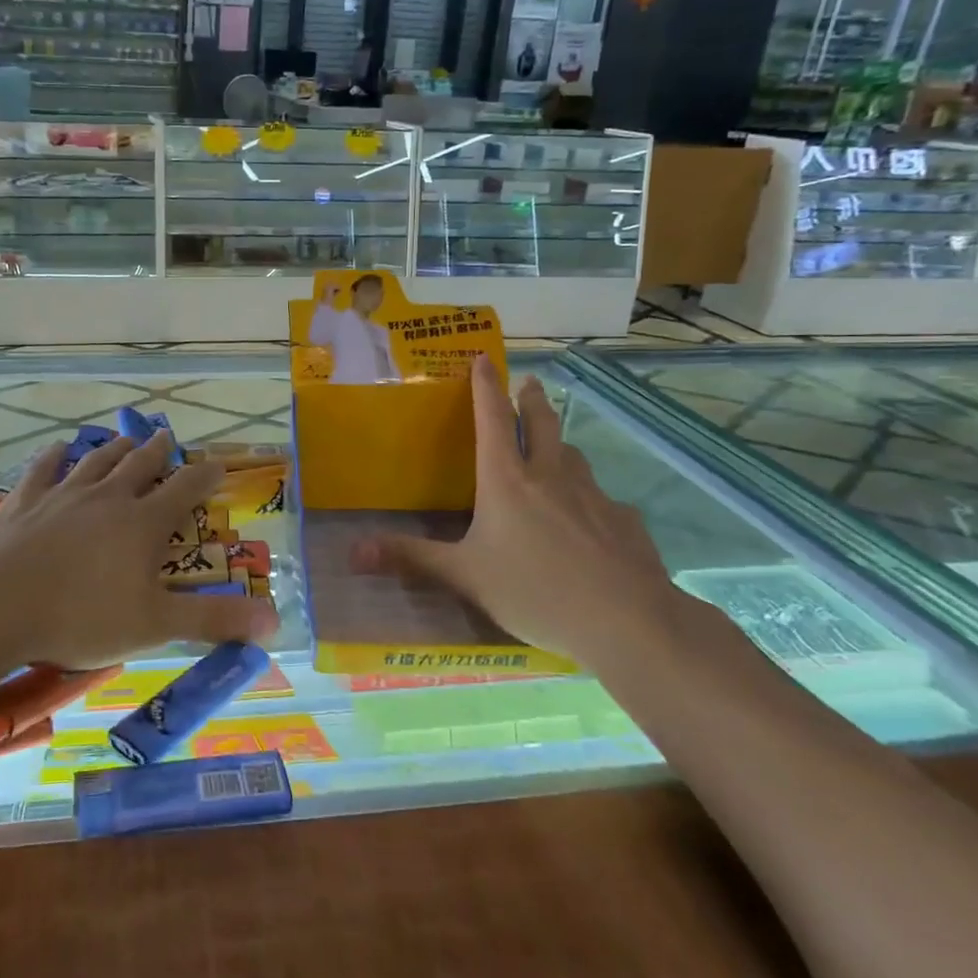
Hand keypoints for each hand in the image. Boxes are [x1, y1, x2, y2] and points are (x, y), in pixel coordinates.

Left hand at [0, 434, 277, 671]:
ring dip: (114, 448)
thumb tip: (275, 621)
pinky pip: (44, 469)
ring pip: (97, 461)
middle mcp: (108, 497)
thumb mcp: (155, 625)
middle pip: (140, 465)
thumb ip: (214, 620)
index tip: (218, 464)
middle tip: (168, 436)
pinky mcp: (24, 501)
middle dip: (159, 451)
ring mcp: (63, 494)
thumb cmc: (81, 616)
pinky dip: (54, 456)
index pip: (185, 490)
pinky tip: (58, 447)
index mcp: (143, 523)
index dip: (205, 476)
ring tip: (126, 437)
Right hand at [353, 355, 682, 667]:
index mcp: (506, 481)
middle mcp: (550, 476)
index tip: (484, 357)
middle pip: (542, 422)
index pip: (493, 419)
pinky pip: (602, 500)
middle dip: (532, 398)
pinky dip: (590, 499)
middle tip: (530, 382)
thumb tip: (352, 552)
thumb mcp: (463, 576)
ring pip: (574, 456)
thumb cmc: (533, 591)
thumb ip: (411, 558)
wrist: (624, 620)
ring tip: (556, 449)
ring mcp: (593, 495)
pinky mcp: (624, 521)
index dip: (486, 386)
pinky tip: (590, 522)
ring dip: (561, 444)